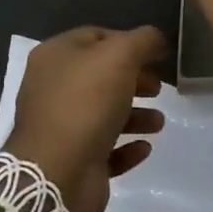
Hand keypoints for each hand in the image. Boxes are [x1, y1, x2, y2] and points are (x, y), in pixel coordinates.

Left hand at [4, 26, 168, 211]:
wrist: (57, 174)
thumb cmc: (86, 103)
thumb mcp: (120, 56)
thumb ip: (143, 41)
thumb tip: (156, 39)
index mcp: (55, 56)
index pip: (96, 37)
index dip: (129, 42)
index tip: (157, 54)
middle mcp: (53, 88)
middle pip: (102, 76)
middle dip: (135, 80)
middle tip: (159, 89)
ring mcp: (60, 127)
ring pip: (105, 114)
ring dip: (136, 116)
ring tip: (158, 122)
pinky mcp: (72, 161)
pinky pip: (105, 149)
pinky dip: (126, 147)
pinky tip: (144, 147)